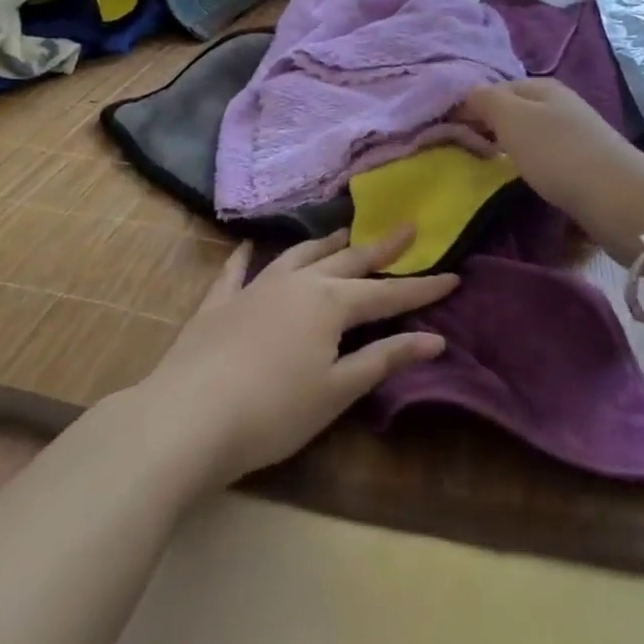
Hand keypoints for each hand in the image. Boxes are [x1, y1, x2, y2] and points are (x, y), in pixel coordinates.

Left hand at [136, 229, 457, 487]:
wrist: (190, 416)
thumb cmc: (274, 411)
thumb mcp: (337, 390)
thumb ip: (384, 359)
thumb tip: (434, 339)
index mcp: (330, 304)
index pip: (387, 295)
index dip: (422, 289)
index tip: (454, 276)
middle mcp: (297, 284)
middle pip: (347, 262)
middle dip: (380, 248)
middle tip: (406, 227)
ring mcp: (255, 288)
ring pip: (298, 257)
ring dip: (324, 245)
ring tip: (343, 232)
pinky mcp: (219, 303)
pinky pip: (236, 272)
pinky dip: (245, 257)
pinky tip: (248, 246)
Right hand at [458, 80, 643, 261]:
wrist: (617, 198)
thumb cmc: (558, 153)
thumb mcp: (512, 118)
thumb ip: (485, 100)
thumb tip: (467, 93)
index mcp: (541, 86)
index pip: (493, 88)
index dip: (469, 106)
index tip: (446, 132)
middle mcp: (558, 104)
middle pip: (512, 110)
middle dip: (487, 126)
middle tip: (462, 151)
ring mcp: (573, 133)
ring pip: (527, 134)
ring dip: (506, 146)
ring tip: (485, 166)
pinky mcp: (582, 163)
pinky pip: (542, 156)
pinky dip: (526, 164)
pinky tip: (519, 178)